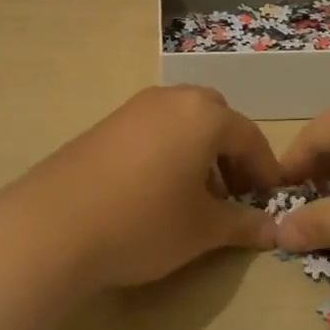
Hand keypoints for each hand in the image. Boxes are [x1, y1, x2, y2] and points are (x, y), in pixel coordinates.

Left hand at [0, 86, 282, 290]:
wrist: (54, 224)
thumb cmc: (144, 221)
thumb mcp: (202, 229)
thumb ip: (243, 224)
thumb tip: (274, 230)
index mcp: (204, 115)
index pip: (249, 136)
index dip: (265, 169)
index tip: (270, 200)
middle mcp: (172, 99)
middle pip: (216, 118)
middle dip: (230, 153)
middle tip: (233, 194)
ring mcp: (135, 107)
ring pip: (183, 121)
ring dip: (199, 151)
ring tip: (195, 198)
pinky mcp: (107, 123)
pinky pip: (154, 129)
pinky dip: (169, 150)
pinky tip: (157, 191)